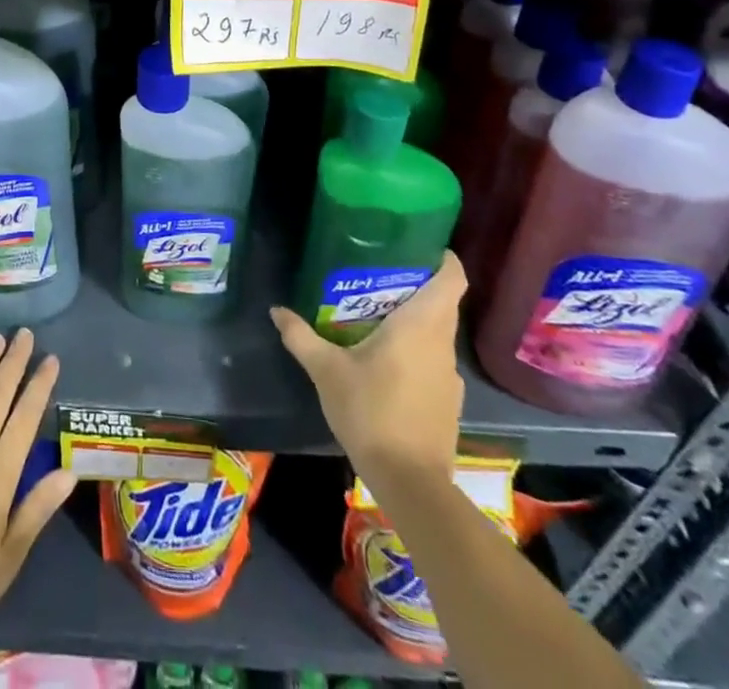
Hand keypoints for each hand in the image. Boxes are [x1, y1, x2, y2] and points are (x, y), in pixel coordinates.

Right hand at [270, 251, 467, 480]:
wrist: (410, 483)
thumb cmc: (371, 412)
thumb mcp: (326, 371)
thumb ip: (301, 336)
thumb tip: (276, 310)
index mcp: (421, 326)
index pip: (452, 279)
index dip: (444, 258)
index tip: (420, 245)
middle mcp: (442, 344)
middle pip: (442, 302)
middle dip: (417, 285)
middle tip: (380, 273)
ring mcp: (449, 376)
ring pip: (438, 333)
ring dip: (416, 319)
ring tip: (377, 313)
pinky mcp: (448, 401)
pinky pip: (434, 360)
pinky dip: (416, 349)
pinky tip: (387, 360)